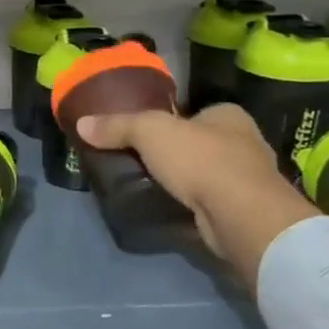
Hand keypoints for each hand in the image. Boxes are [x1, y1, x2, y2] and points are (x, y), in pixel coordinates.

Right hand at [74, 104, 315, 286]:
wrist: (241, 216)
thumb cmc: (201, 160)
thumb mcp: (149, 132)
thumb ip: (116, 126)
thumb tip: (81, 124)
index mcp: (229, 115)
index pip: (194, 112)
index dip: (169, 121)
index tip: (142, 135)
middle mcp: (245, 143)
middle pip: (198, 142)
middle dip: (174, 152)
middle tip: (138, 161)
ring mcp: (248, 180)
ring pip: (204, 173)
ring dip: (182, 180)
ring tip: (147, 185)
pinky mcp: (243, 210)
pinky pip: (208, 200)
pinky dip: (190, 203)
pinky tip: (168, 207)